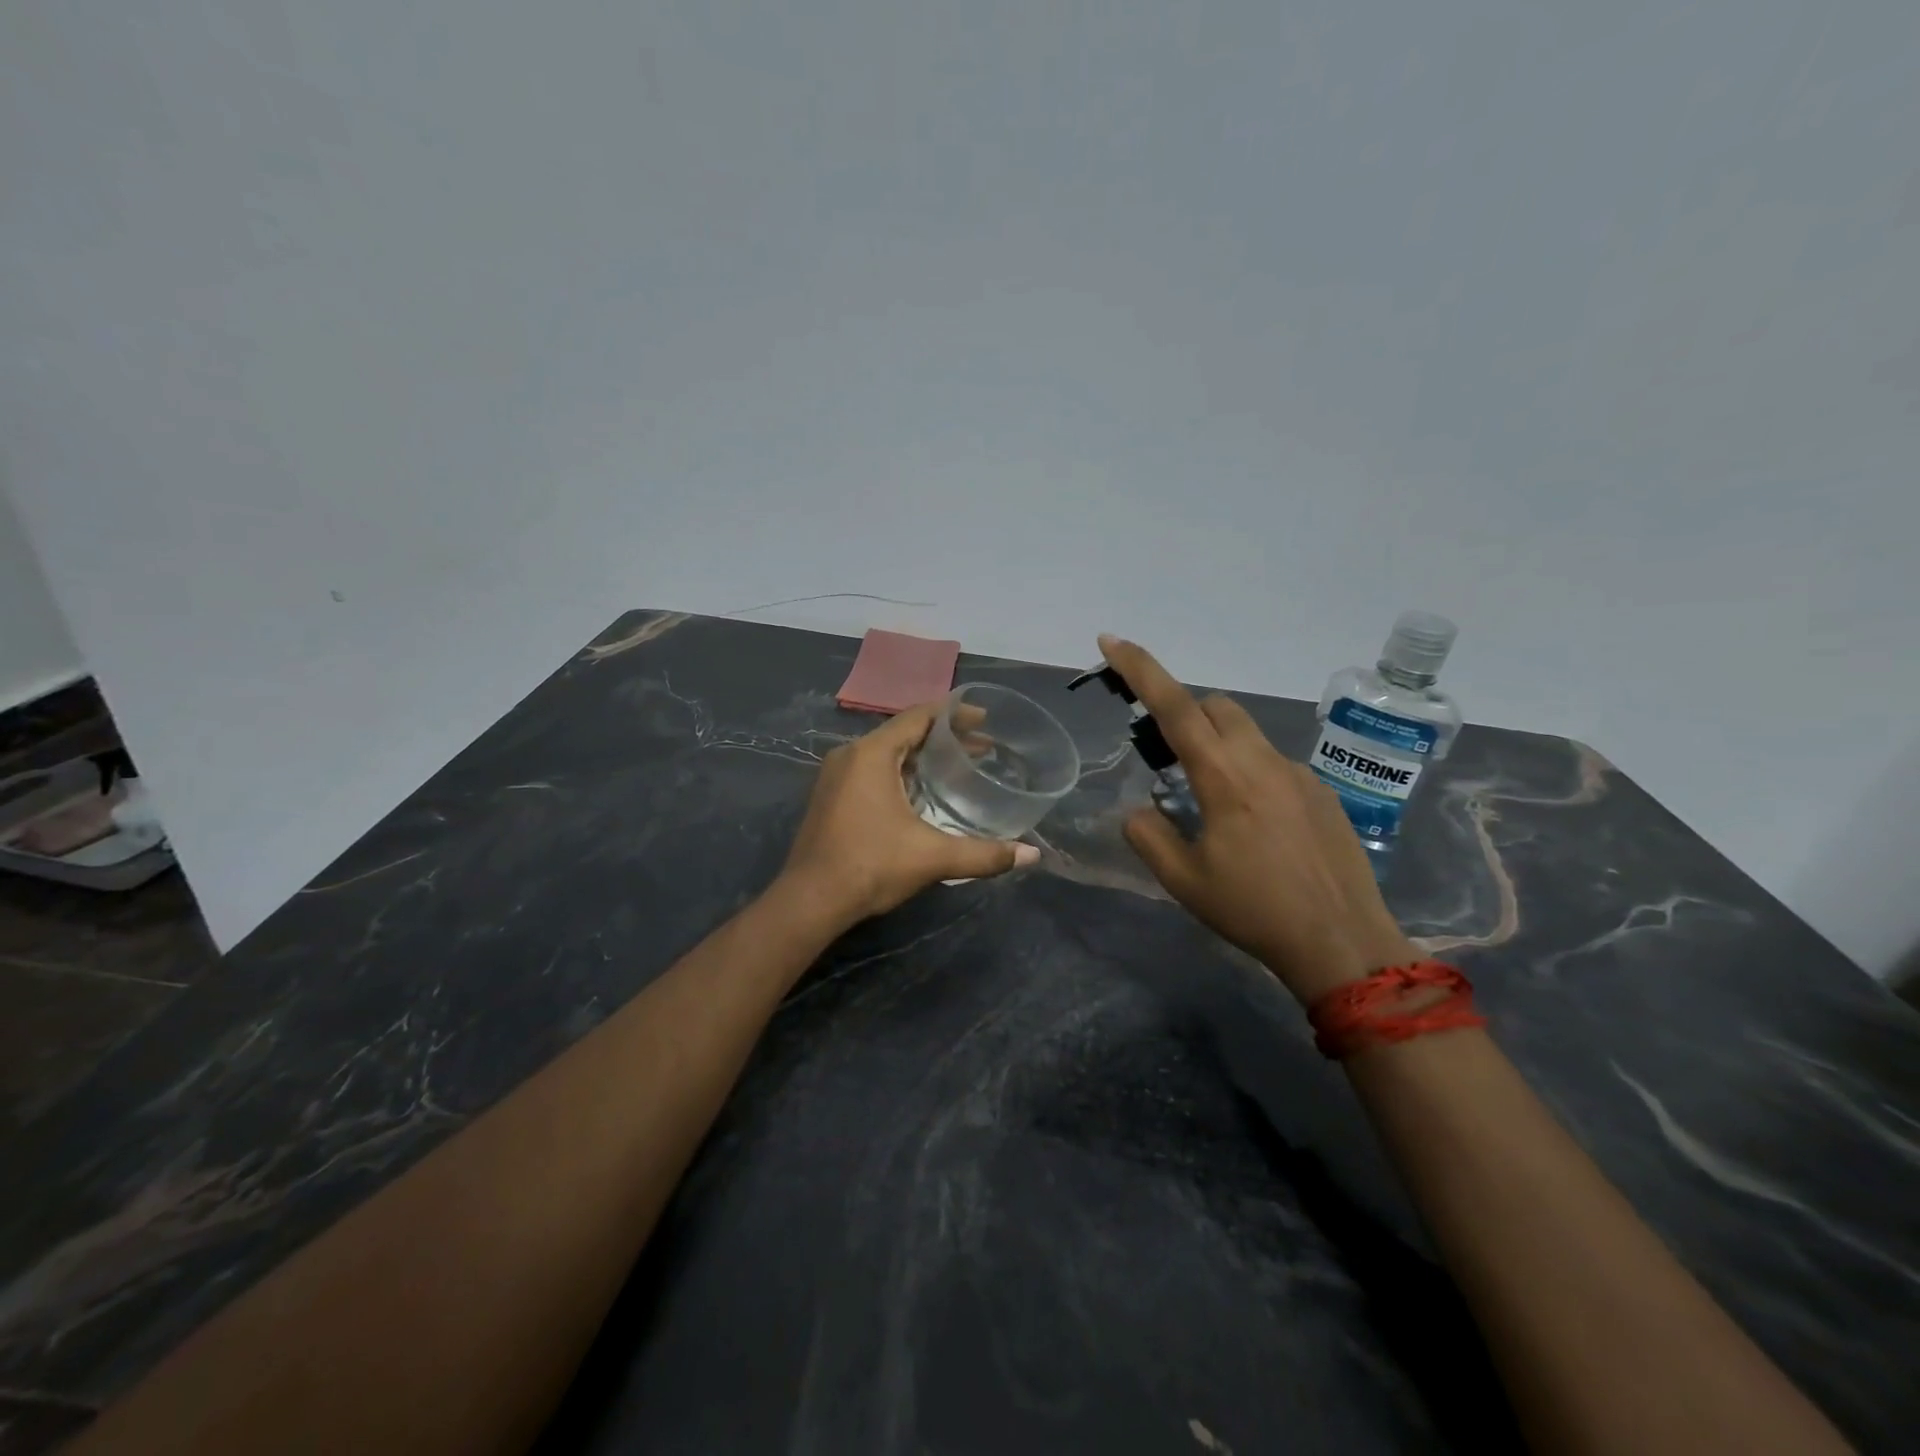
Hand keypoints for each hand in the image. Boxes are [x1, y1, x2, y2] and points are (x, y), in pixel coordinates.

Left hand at [779, 702, 1040, 926]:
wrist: (810, 900)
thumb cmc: (870, 866)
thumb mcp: (933, 857)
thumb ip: (984, 854)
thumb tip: (1030, 856)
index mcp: (872, 754)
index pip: (919, 717)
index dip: (954, 714)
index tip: (985, 719)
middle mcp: (850, 755)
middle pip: (904, 732)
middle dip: (944, 737)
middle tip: (982, 747)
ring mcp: (835, 775)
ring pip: (886, 752)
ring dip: (921, 755)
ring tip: (957, 766)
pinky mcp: (830, 796)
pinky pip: (872, 769)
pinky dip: (901, 770)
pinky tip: (921, 792)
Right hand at [1098, 635, 1417, 1002]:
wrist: (1343, 942)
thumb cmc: (1254, 911)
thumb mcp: (1184, 881)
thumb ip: (1148, 836)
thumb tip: (1138, 810)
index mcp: (1224, 778)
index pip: (1175, 707)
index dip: (1140, 669)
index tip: (1111, 640)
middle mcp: (1263, 761)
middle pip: (1215, 706)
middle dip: (1183, 714)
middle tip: (1166, 758)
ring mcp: (1299, 773)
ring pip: (1247, 733)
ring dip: (1217, 745)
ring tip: (1212, 803)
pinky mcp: (1322, 792)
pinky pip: (1273, 763)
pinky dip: (1249, 773)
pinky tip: (1257, 827)